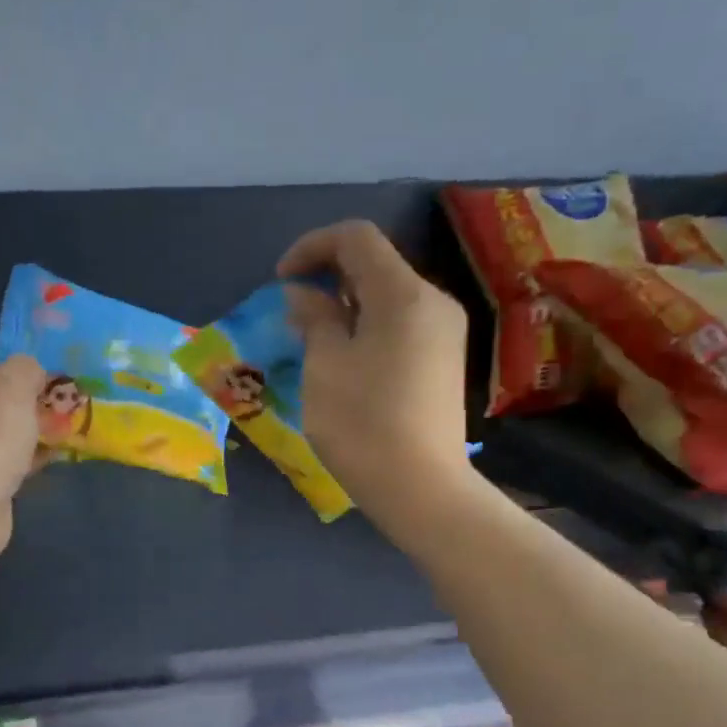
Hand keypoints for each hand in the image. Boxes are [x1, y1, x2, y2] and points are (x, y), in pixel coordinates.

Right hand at [278, 220, 472, 519]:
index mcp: (403, 294)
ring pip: (388, 294)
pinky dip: (367, 324)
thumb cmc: (363, 424)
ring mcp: (445, 331)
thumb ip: (314, 319)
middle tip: (293, 311)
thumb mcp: (324, 366)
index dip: (311, 246)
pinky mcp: (444, 359)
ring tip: (313, 337)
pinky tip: (346, 358)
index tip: (281, 281)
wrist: (422, 488)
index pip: (356, 237)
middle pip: (376, 263)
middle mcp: (433, 301)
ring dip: (346, 303)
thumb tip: (304, 295)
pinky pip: (401, 322)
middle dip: (328, 275)